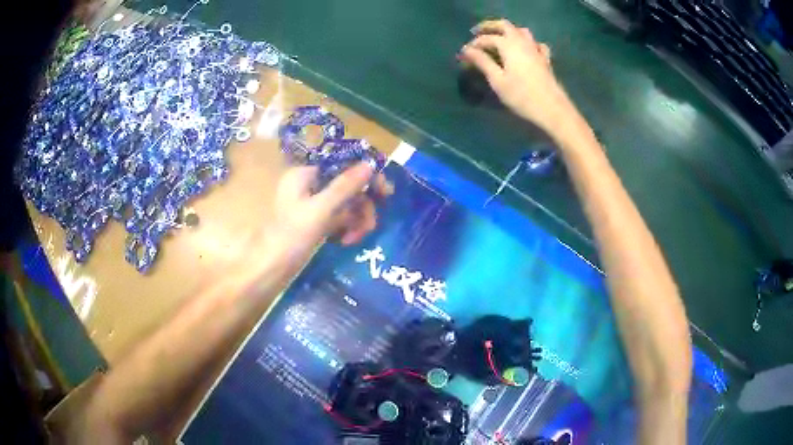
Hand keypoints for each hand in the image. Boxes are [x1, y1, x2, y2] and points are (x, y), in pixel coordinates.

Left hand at [270, 163, 392, 254]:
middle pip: (348, 186)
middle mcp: (309, 185)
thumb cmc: (290, 237)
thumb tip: (370, 164)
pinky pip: (340, 218)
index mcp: (305, 174)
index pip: (343, 165)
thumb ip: (345, 186)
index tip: (386, 193)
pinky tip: (347, 242)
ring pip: (347, 204)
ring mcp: (313, 204)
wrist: (270, 270)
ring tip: (354, 239)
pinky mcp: (316, 222)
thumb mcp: (320, 210)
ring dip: (356, 220)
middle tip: (370, 225)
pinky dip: (347, 228)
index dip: (366, 176)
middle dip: (361, 206)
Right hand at [459, 19, 573, 132]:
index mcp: (508, 45)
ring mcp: (536, 49)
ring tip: (499, 37)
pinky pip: (536, 44)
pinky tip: (525, 49)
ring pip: (521, 31)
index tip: (464, 54)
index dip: (474, 45)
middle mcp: (522, 42)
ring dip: (508, 30)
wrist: (552, 109)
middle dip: (489, 27)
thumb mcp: (497, 80)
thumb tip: (467, 50)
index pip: (487, 39)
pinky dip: (528, 42)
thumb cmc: (521, 96)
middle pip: (505, 26)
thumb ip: (482, 62)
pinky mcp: (545, 59)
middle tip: (477, 32)